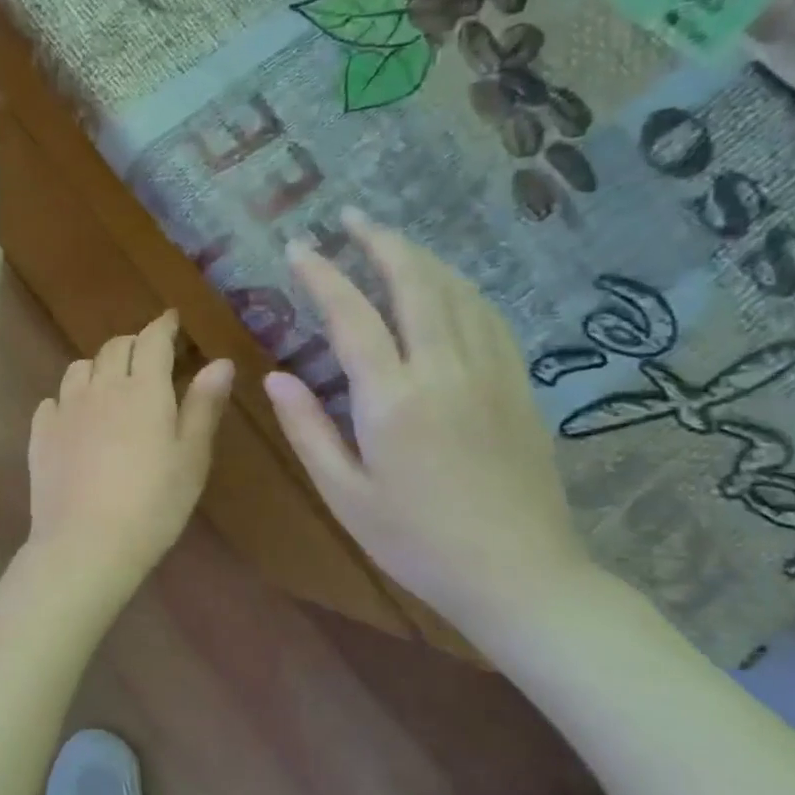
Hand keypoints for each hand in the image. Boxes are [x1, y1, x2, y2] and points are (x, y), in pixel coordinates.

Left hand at [27, 312, 233, 583]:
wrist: (86, 542)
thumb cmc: (153, 504)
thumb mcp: (192, 458)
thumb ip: (203, 405)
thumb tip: (220, 362)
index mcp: (142, 389)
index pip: (152, 340)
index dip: (163, 325)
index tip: (171, 320)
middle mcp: (100, 388)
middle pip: (114, 347)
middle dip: (133, 344)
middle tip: (147, 355)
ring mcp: (65, 409)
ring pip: (79, 369)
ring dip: (98, 367)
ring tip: (110, 385)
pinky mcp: (41, 433)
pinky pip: (53, 401)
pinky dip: (68, 399)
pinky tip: (76, 419)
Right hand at [263, 209, 592, 629]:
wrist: (520, 576)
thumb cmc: (416, 541)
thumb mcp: (344, 494)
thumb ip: (308, 429)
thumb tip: (274, 377)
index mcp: (393, 399)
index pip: (352, 316)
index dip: (323, 274)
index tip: (299, 246)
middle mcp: (444, 371)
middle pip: (415, 284)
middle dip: (381, 243)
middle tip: (352, 218)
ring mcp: (490, 374)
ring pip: (457, 293)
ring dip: (422, 258)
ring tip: (392, 241)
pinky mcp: (518, 388)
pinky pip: (489, 318)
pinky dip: (461, 289)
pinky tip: (448, 287)